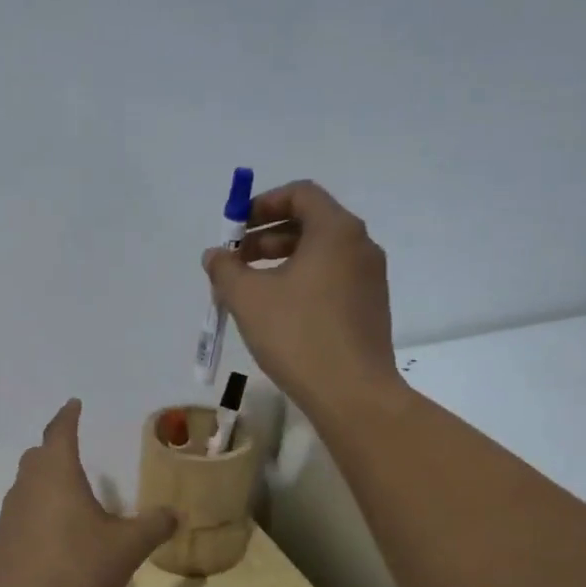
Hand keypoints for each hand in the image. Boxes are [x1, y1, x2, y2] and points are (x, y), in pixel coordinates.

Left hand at [0, 401, 176, 586]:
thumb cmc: (77, 569)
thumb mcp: (127, 547)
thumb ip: (153, 526)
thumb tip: (175, 513)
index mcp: (56, 475)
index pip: (60, 431)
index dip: (68, 416)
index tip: (74, 404)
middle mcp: (26, 488)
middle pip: (37, 457)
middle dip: (54, 449)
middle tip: (71, 451)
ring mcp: (6, 517)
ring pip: (24, 488)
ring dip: (42, 485)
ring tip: (65, 499)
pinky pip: (17, 520)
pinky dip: (33, 518)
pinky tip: (48, 542)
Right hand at [203, 180, 406, 420]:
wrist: (352, 393)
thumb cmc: (298, 334)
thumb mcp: (248, 298)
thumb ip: (225, 269)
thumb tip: (215, 255)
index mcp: (336, 231)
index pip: (300, 193)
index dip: (262, 204)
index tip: (235, 229)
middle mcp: (360, 246)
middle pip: (309, 223)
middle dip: (266, 237)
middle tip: (235, 263)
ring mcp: (370, 278)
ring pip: (319, 255)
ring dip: (280, 262)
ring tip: (249, 291)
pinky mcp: (369, 308)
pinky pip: (331, 279)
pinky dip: (301, 282)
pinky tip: (277, 313)